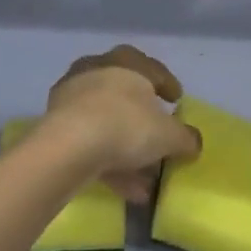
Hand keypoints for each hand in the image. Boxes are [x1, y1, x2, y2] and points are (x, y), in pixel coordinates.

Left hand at [42, 45, 200, 202]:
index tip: (177, 100)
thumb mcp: (168, 135)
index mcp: (127, 62)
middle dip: (143, 118)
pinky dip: (108, 161)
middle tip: (156, 135)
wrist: (69, 145)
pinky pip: (90, 140)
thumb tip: (194, 142)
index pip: (153, 68)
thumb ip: (185, 137)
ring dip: (126, 147)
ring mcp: (74, 96)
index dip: (168, 85)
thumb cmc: (126, 125)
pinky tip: (124, 189)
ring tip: (144, 179)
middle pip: (126, 94)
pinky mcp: (56, 124)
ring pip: (107, 121)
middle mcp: (98, 69)